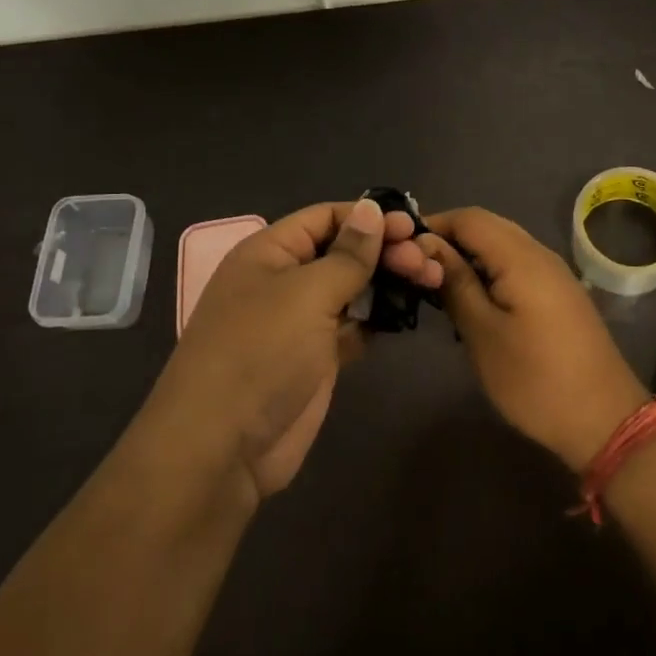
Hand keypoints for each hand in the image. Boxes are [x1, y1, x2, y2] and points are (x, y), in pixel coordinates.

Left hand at [162, 199, 442, 498]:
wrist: (223, 447)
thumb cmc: (261, 352)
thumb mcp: (307, 293)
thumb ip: (348, 254)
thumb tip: (372, 208)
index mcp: (270, 252)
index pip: (326, 217)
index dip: (368, 218)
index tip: (413, 226)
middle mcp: (284, 280)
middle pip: (343, 252)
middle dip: (386, 251)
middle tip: (426, 262)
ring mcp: (301, 322)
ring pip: (353, 289)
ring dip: (389, 283)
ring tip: (431, 281)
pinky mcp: (317, 358)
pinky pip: (354, 326)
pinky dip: (379, 318)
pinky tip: (408, 313)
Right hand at [422, 208, 648, 469]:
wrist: (605, 418)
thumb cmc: (535, 380)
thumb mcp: (483, 334)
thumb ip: (456, 284)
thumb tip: (428, 248)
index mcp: (521, 257)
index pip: (469, 218)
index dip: (433, 224)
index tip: (399, 248)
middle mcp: (540, 254)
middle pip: (488, 226)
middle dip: (449, 239)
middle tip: (414, 267)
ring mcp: (555, 273)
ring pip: (503, 246)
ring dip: (470, 256)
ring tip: (436, 285)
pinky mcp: (560, 294)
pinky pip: (518, 265)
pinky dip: (490, 271)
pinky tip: (473, 300)